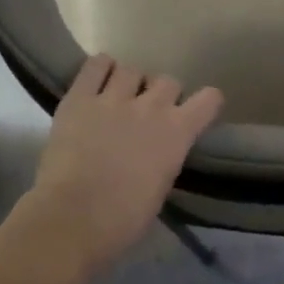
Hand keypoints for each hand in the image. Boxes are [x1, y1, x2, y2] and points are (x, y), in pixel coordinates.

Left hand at [26, 54, 222, 270]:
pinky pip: (96, 64)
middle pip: (168, 81)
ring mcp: (114, 98)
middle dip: (161, 95)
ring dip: (130, 83)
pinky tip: (97, 82)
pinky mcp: (79, 98)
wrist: (74, 218)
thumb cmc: (124, 219)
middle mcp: (151, 107)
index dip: (204, 103)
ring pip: (132, 70)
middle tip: (147, 113)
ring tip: (118, 98)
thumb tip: (158, 152)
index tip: (195, 113)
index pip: (209, 99)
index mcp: (178, 133)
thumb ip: (165, 158)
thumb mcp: (161, 187)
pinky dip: (100, 69)